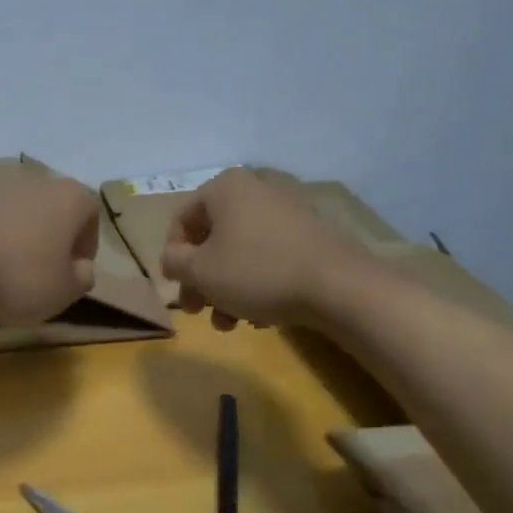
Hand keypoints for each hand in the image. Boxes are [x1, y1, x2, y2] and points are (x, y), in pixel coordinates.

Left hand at [0, 176, 100, 325]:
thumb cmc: (17, 276)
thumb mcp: (63, 292)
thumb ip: (81, 279)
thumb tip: (81, 268)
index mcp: (68, 198)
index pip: (90, 213)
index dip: (86, 243)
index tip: (74, 270)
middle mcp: (33, 183)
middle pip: (51, 209)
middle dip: (50, 239)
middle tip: (42, 273)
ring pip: (16, 214)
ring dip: (16, 239)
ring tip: (5, 273)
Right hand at [161, 169, 361, 329]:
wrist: (339, 287)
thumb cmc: (257, 272)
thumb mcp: (200, 271)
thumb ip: (174, 262)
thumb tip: (173, 259)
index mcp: (225, 188)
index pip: (182, 220)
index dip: (173, 257)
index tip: (178, 288)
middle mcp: (255, 189)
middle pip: (213, 238)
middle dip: (202, 280)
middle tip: (198, 311)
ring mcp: (287, 210)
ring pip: (241, 252)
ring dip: (227, 289)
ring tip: (229, 324)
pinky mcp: (311, 235)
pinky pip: (269, 256)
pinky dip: (257, 284)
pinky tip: (260, 317)